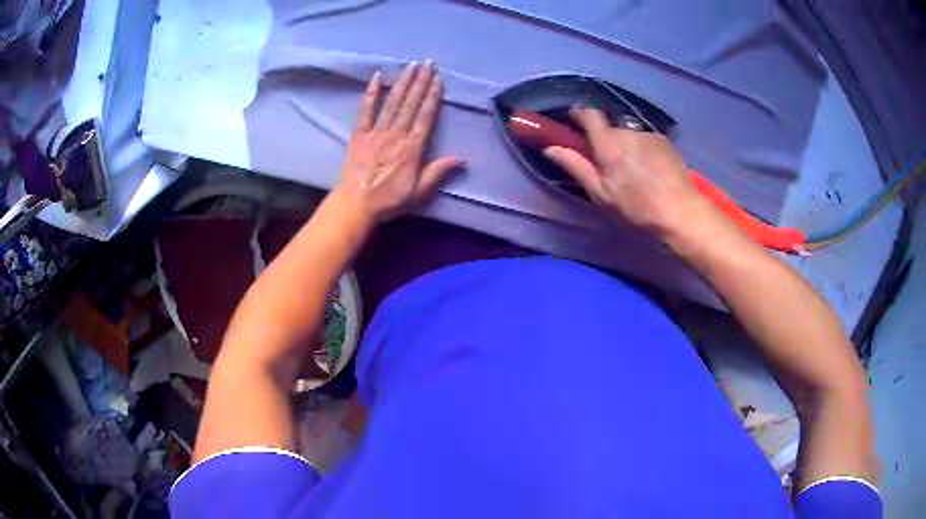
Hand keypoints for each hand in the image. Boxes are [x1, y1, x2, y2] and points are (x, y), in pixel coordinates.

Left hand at [334, 60, 463, 222]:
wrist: (356, 204)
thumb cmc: (389, 200)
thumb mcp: (419, 192)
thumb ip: (438, 172)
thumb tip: (462, 159)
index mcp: (412, 148)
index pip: (425, 116)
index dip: (432, 96)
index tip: (438, 79)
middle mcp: (396, 134)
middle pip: (411, 104)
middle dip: (420, 82)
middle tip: (428, 63)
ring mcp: (376, 132)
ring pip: (393, 102)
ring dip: (402, 82)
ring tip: (411, 65)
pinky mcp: (359, 134)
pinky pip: (365, 110)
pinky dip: (372, 93)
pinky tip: (378, 77)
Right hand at [543, 108, 711, 237]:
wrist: (680, 211)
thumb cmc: (637, 206)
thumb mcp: (600, 193)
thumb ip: (576, 166)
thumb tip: (550, 148)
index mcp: (608, 143)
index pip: (589, 114)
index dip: (578, 114)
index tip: (573, 121)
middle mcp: (627, 132)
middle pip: (610, 128)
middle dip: (605, 141)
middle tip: (607, 165)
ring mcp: (648, 134)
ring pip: (629, 136)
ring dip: (626, 147)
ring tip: (633, 172)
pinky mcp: (665, 141)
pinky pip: (645, 140)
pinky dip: (642, 151)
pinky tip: (650, 171)